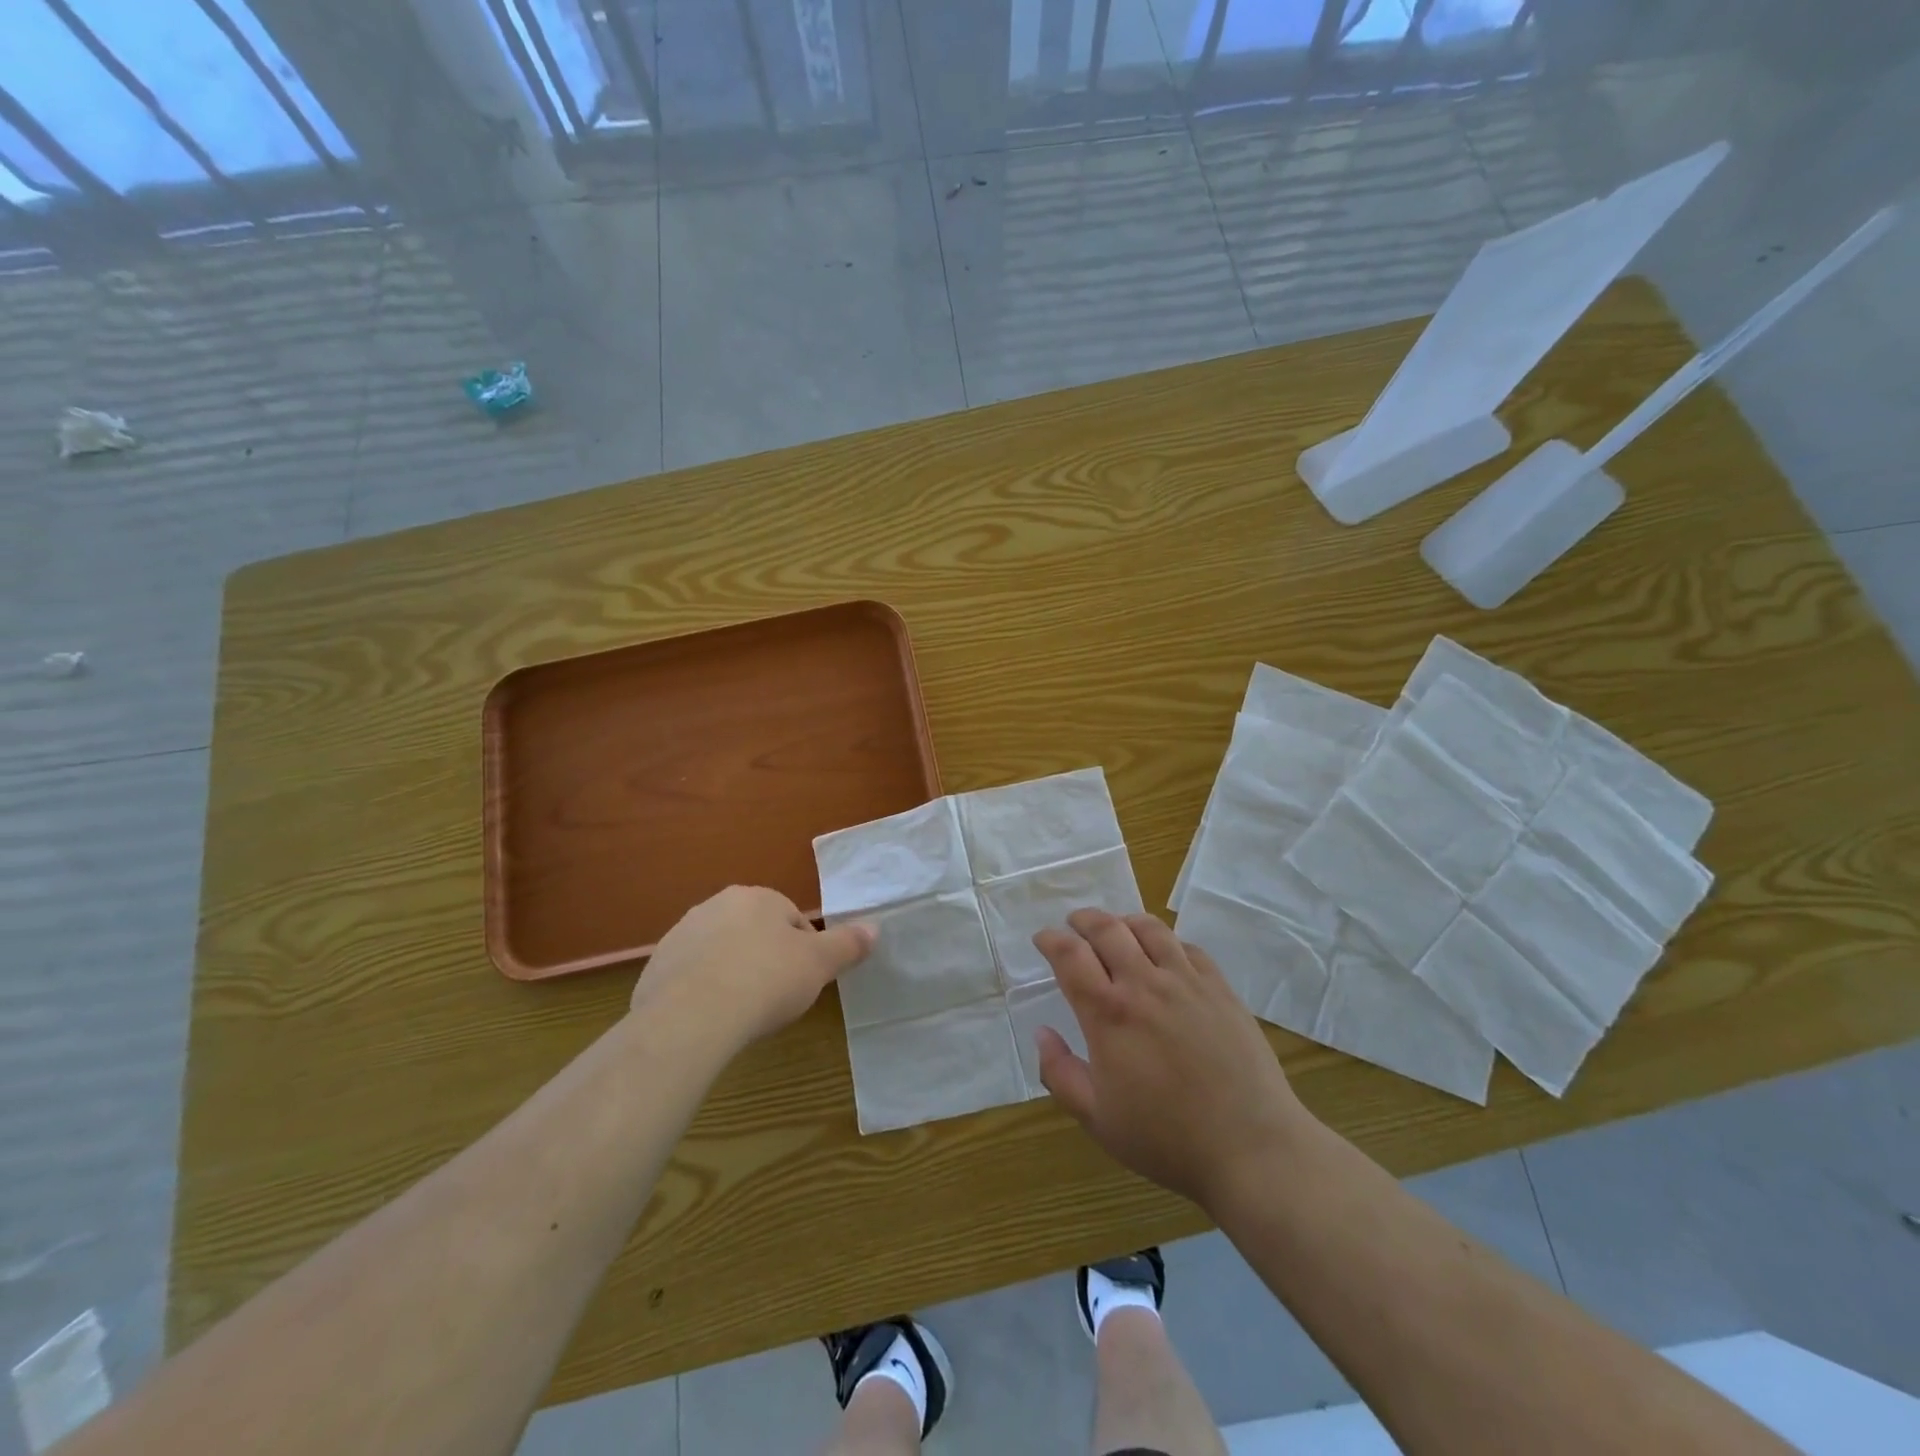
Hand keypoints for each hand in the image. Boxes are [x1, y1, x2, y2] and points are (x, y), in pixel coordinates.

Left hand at [634, 886, 874, 1048]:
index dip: (804, 954)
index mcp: (758, 898)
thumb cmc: (766, 980)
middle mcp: (717, 905)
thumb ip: (848, 944)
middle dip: (766, 960)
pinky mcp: (656, 967)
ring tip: (742, 1012)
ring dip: (734, 974)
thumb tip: (874, 928)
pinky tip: (711, 1019)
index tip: (802, 983)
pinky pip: (691, 977)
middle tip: (775, 998)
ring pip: (721, 953)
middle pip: (755, 933)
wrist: (692, 1017)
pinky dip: (703, 992)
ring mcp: (681, 934)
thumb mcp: (819, 964)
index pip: (793, 921)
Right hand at [1035, 909, 1306, 1211]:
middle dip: (1083, 920)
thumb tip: (1042, 1033)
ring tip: (1117, 929)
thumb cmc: (1166, 1138)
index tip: (1043, 939)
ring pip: (1149, 928)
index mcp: (1109, 1013)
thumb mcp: (1097, 1119)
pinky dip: (1167, 940)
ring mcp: (1187, 982)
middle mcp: (1145, 984)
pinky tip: (1165, 953)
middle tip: (1074, 924)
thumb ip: (1059, 1074)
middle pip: (1107, 929)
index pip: (1070, 955)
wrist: (1251, 1147)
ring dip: (1124, 921)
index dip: (1051, 940)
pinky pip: (1187, 947)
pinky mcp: (1220, 989)